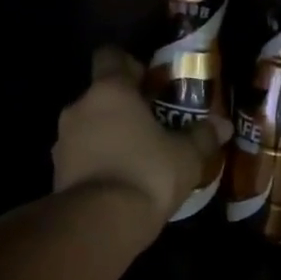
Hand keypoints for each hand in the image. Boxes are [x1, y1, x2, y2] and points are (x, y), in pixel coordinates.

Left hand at [52, 47, 229, 227]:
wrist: (101, 222)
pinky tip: (122, 184)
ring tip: (138, 161)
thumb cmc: (148, 173)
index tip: (150, 85)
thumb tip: (223, 125)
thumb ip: (203, 136)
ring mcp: (63, 142)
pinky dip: (99, 165)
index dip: (130, 66)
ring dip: (110, 139)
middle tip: (153, 129)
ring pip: (89, 129)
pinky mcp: (58, 173)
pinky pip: (82, 159)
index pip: (110, 57)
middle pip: (101, 97)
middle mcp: (79, 108)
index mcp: (110, 91)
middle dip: (125, 110)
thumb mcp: (187, 156)